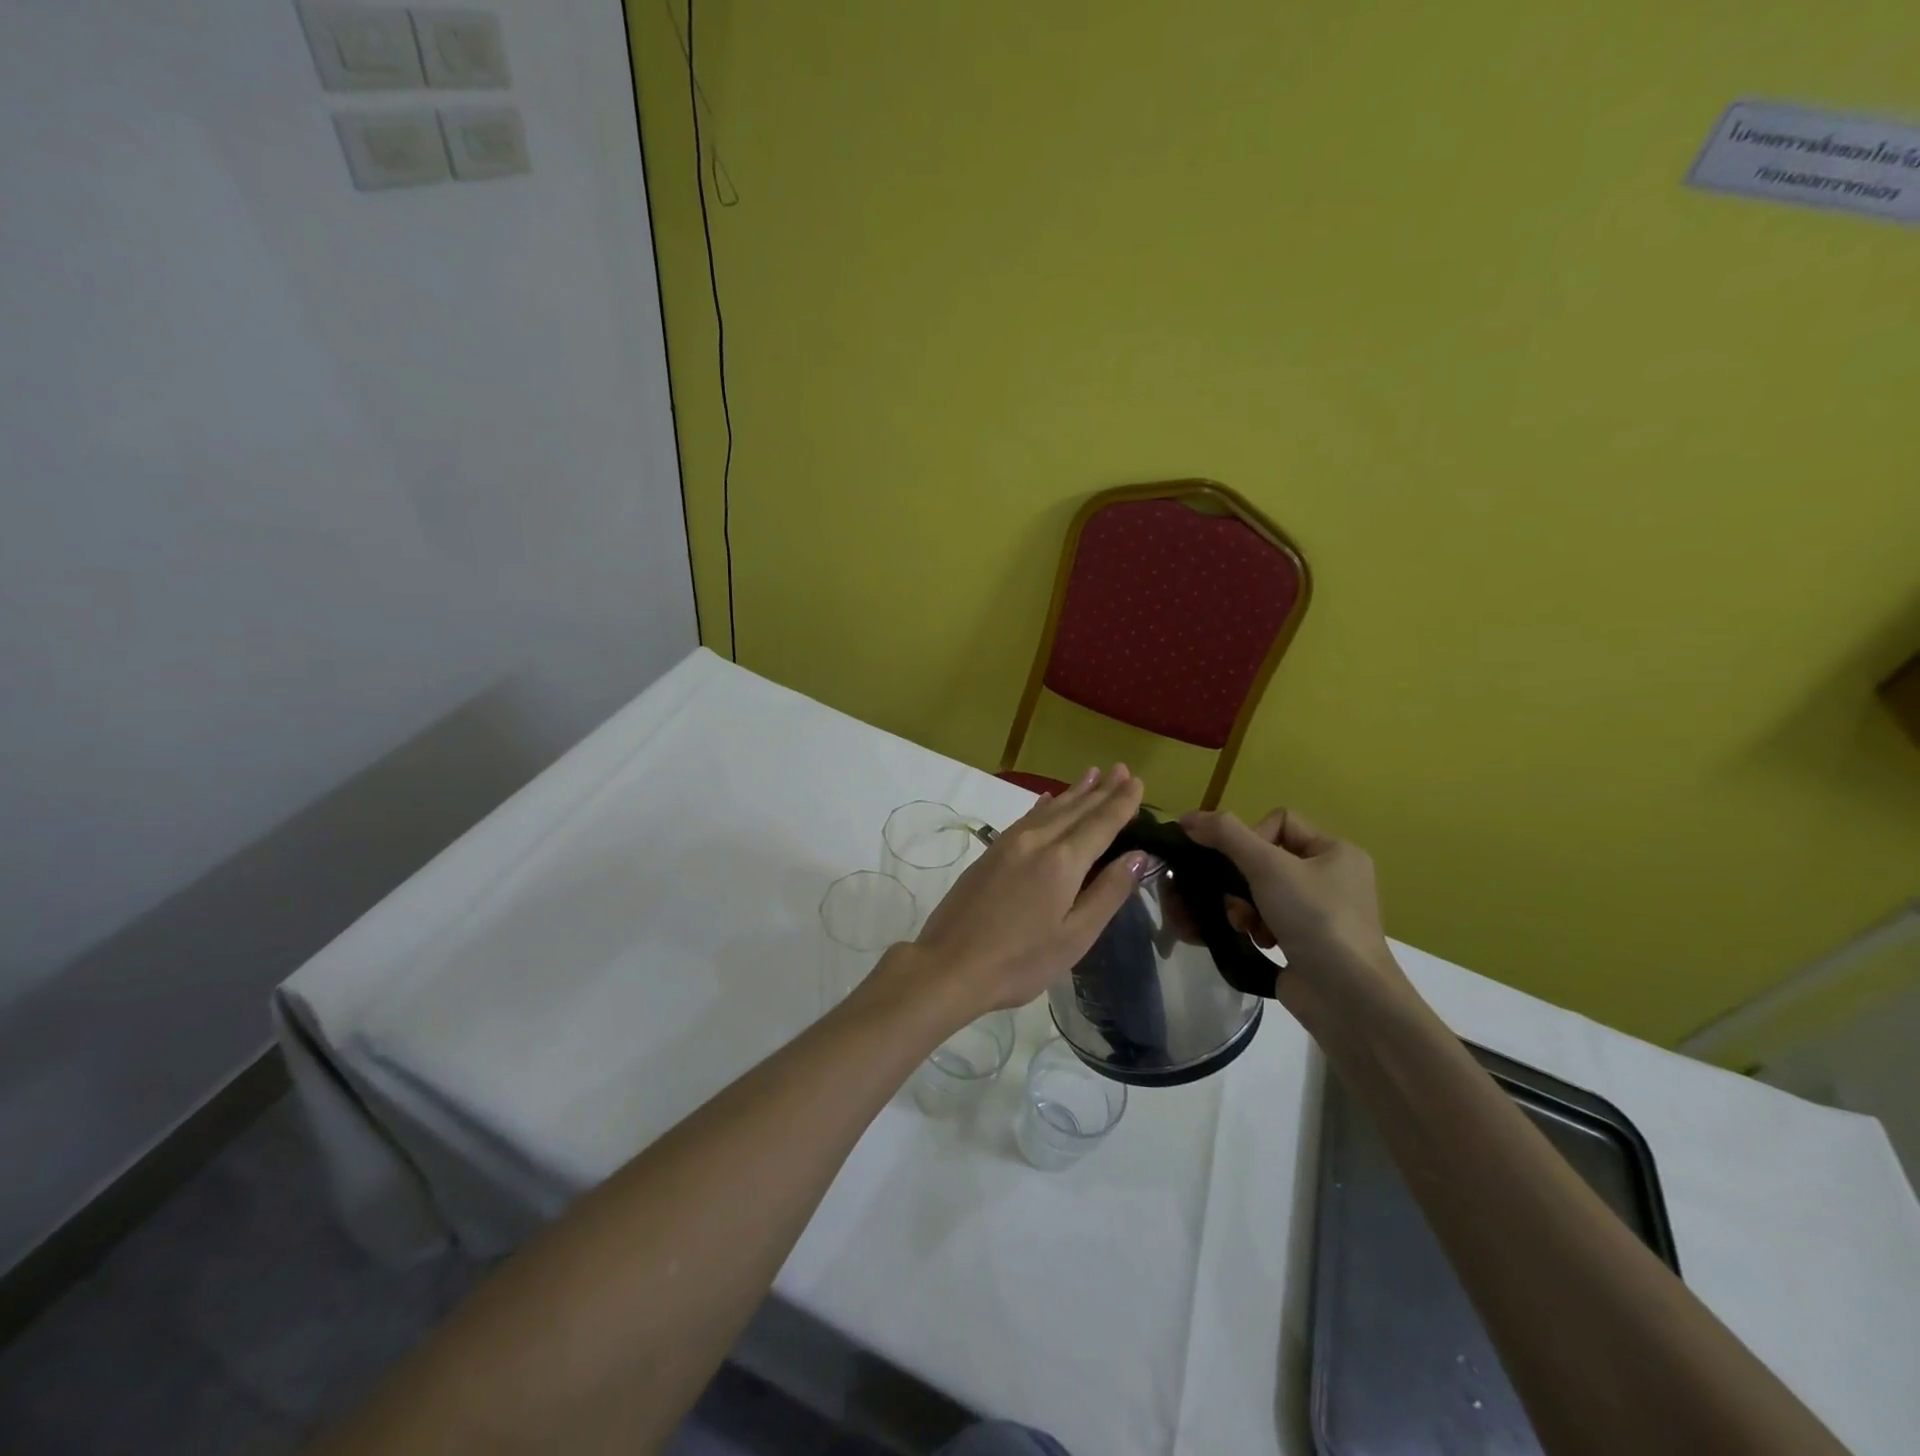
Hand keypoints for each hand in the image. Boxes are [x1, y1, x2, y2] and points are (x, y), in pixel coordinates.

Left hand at [905, 765, 1149, 1018]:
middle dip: (1101, 789)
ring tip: (1092, 774)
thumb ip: (1107, 892)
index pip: (1101, 823)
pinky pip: (1027, 818)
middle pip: (1075, 809)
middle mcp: (1037, 842)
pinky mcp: (990, 854)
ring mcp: (1008, 844)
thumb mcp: (1075, 936)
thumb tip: (1137, 855)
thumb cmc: (1020, 961)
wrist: (949, 965)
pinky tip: (1047, 801)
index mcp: (1062, 862)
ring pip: (1049, 809)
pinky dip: (1043, 806)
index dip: (1121, 802)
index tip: (1138, 781)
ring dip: (1074, 792)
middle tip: (1122, 769)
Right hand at [1179, 808, 1403, 1002]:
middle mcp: (1332, 878)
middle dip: (1241, 879)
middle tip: (1234, 898)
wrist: (1346, 996)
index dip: (1253, 838)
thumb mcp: (1268, 866)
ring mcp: (1320, 913)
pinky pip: (1266, 919)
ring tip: (1244, 924)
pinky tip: (1255, 940)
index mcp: (1336, 851)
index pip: (1280, 822)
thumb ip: (1226, 835)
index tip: (1245, 865)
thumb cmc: (1315, 919)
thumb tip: (1187, 818)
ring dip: (1244, 905)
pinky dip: (1254, 927)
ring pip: (1261, 891)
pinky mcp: (1306, 943)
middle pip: (1265, 859)